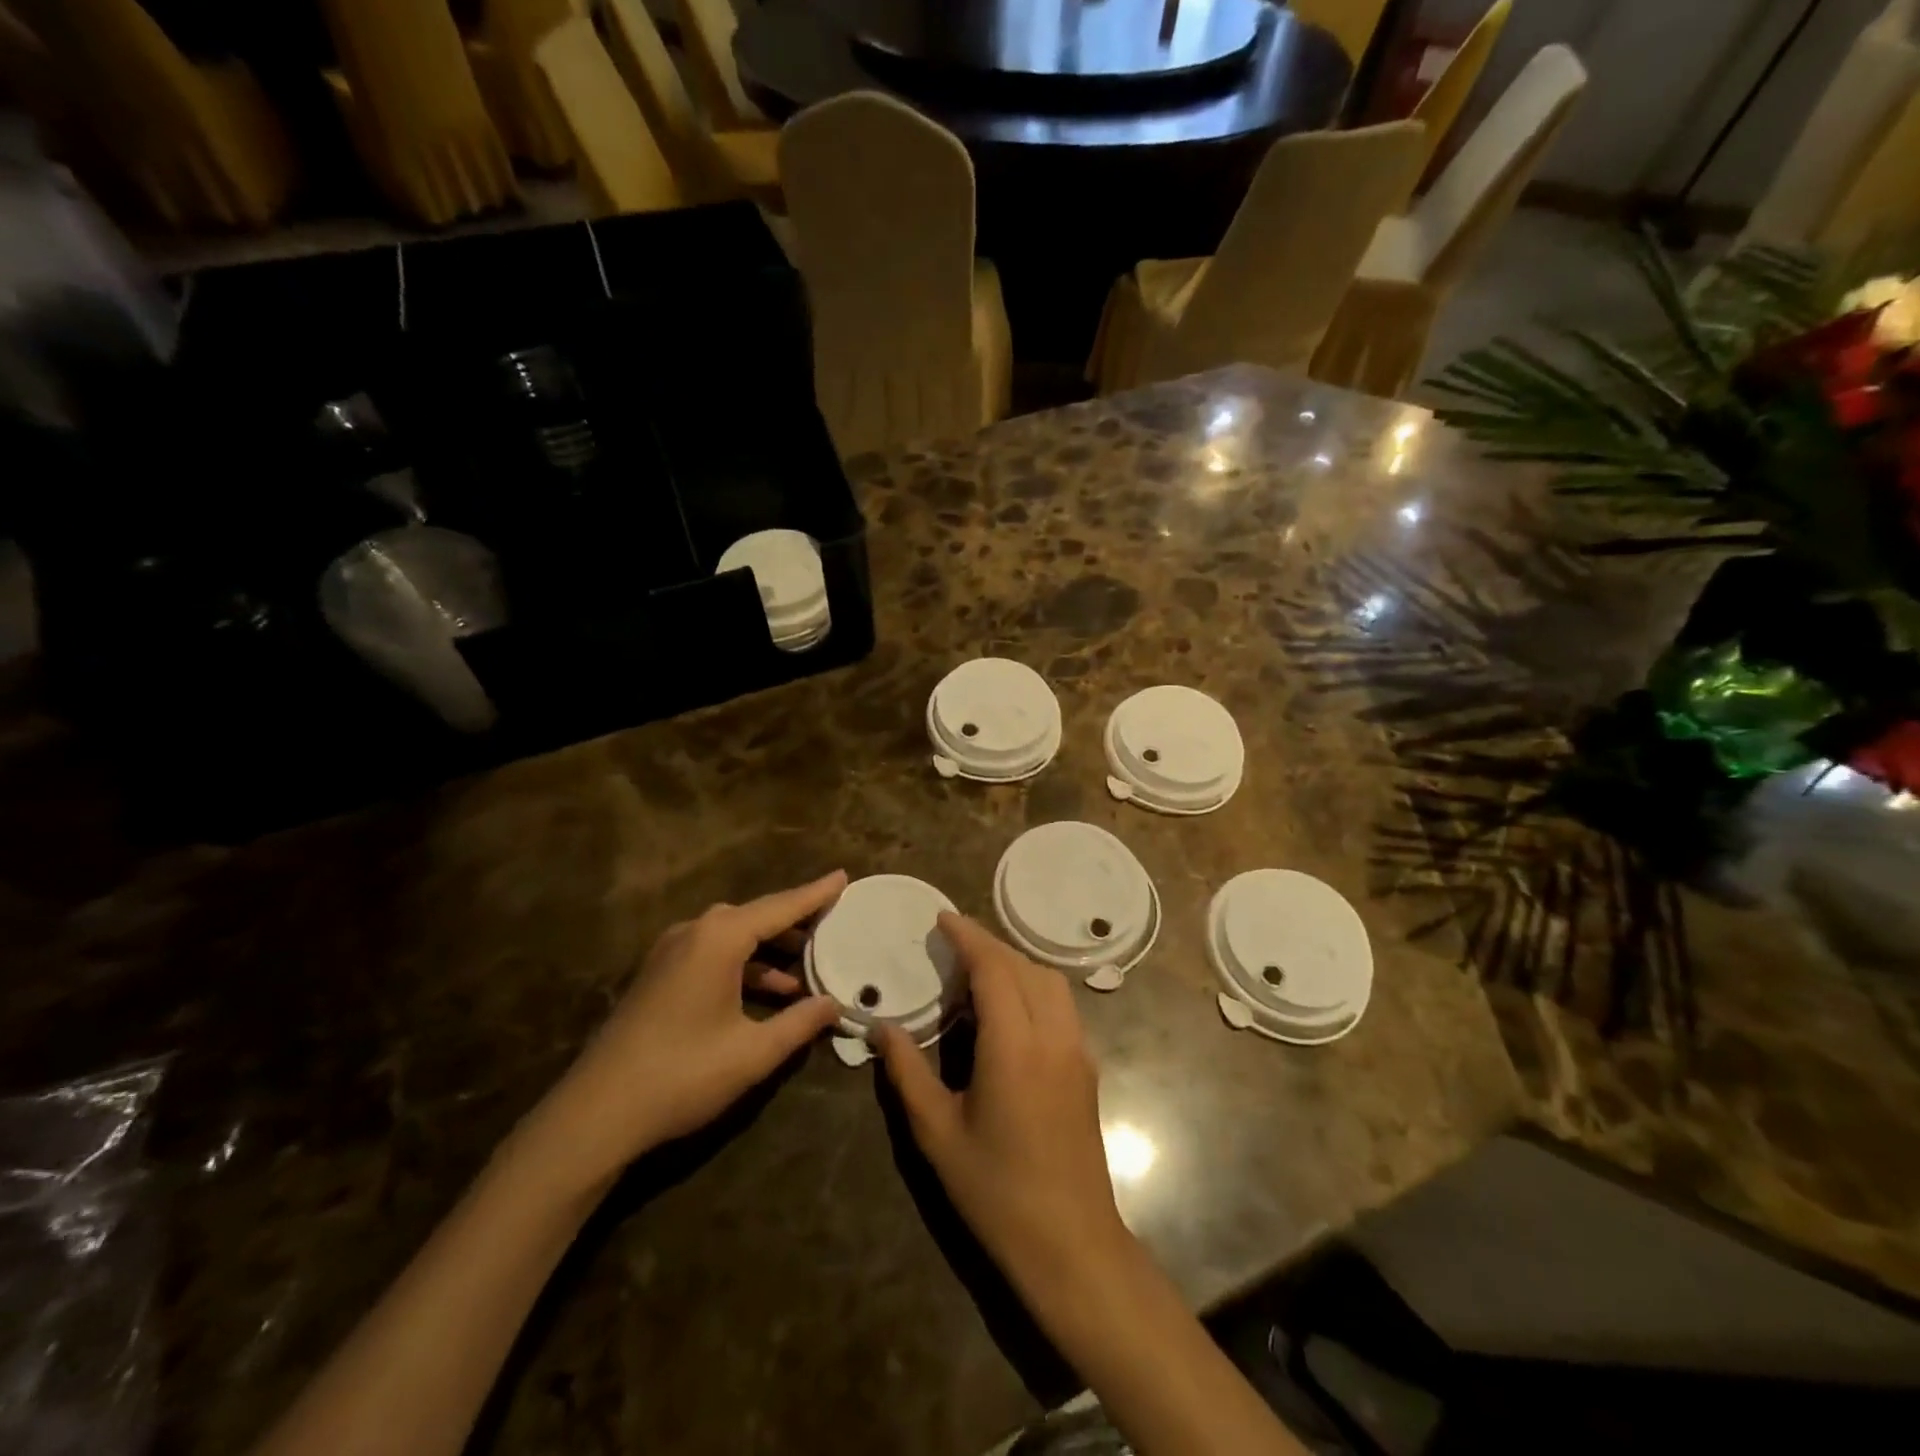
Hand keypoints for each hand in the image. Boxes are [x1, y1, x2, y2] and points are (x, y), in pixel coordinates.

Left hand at [526, 871, 848, 1188]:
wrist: (595, 1113)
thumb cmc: (683, 1074)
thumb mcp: (753, 1052)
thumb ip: (800, 1023)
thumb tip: (834, 1005)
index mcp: (719, 938)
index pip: (780, 907)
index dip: (816, 894)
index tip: (843, 876)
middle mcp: (694, 932)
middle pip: (756, 916)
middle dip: (795, 922)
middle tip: (831, 926)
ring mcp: (670, 953)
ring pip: (733, 936)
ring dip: (770, 948)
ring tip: (806, 967)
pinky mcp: (658, 976)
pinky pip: (713, 954)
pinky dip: (744, 964)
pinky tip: (767, 992)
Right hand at [878, 914, 1128, 1300]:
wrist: (1071, 1243)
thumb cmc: (996, 1191)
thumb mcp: (937, 1134)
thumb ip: (907, 1073)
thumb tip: (882, 1027)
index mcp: (1014, 1046)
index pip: (994, 968)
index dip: (968, 937)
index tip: (942, 919)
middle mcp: (1052, 1036)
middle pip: (1024, 966)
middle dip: (989, 944)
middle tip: (951, 943)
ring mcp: (1077, 1050)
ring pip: (1049, 982)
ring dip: (1014, 963)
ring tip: (977, 970)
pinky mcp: (1086, 1067)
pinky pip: (1061, 1005)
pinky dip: (1033, 986)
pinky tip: (1008, 1007)